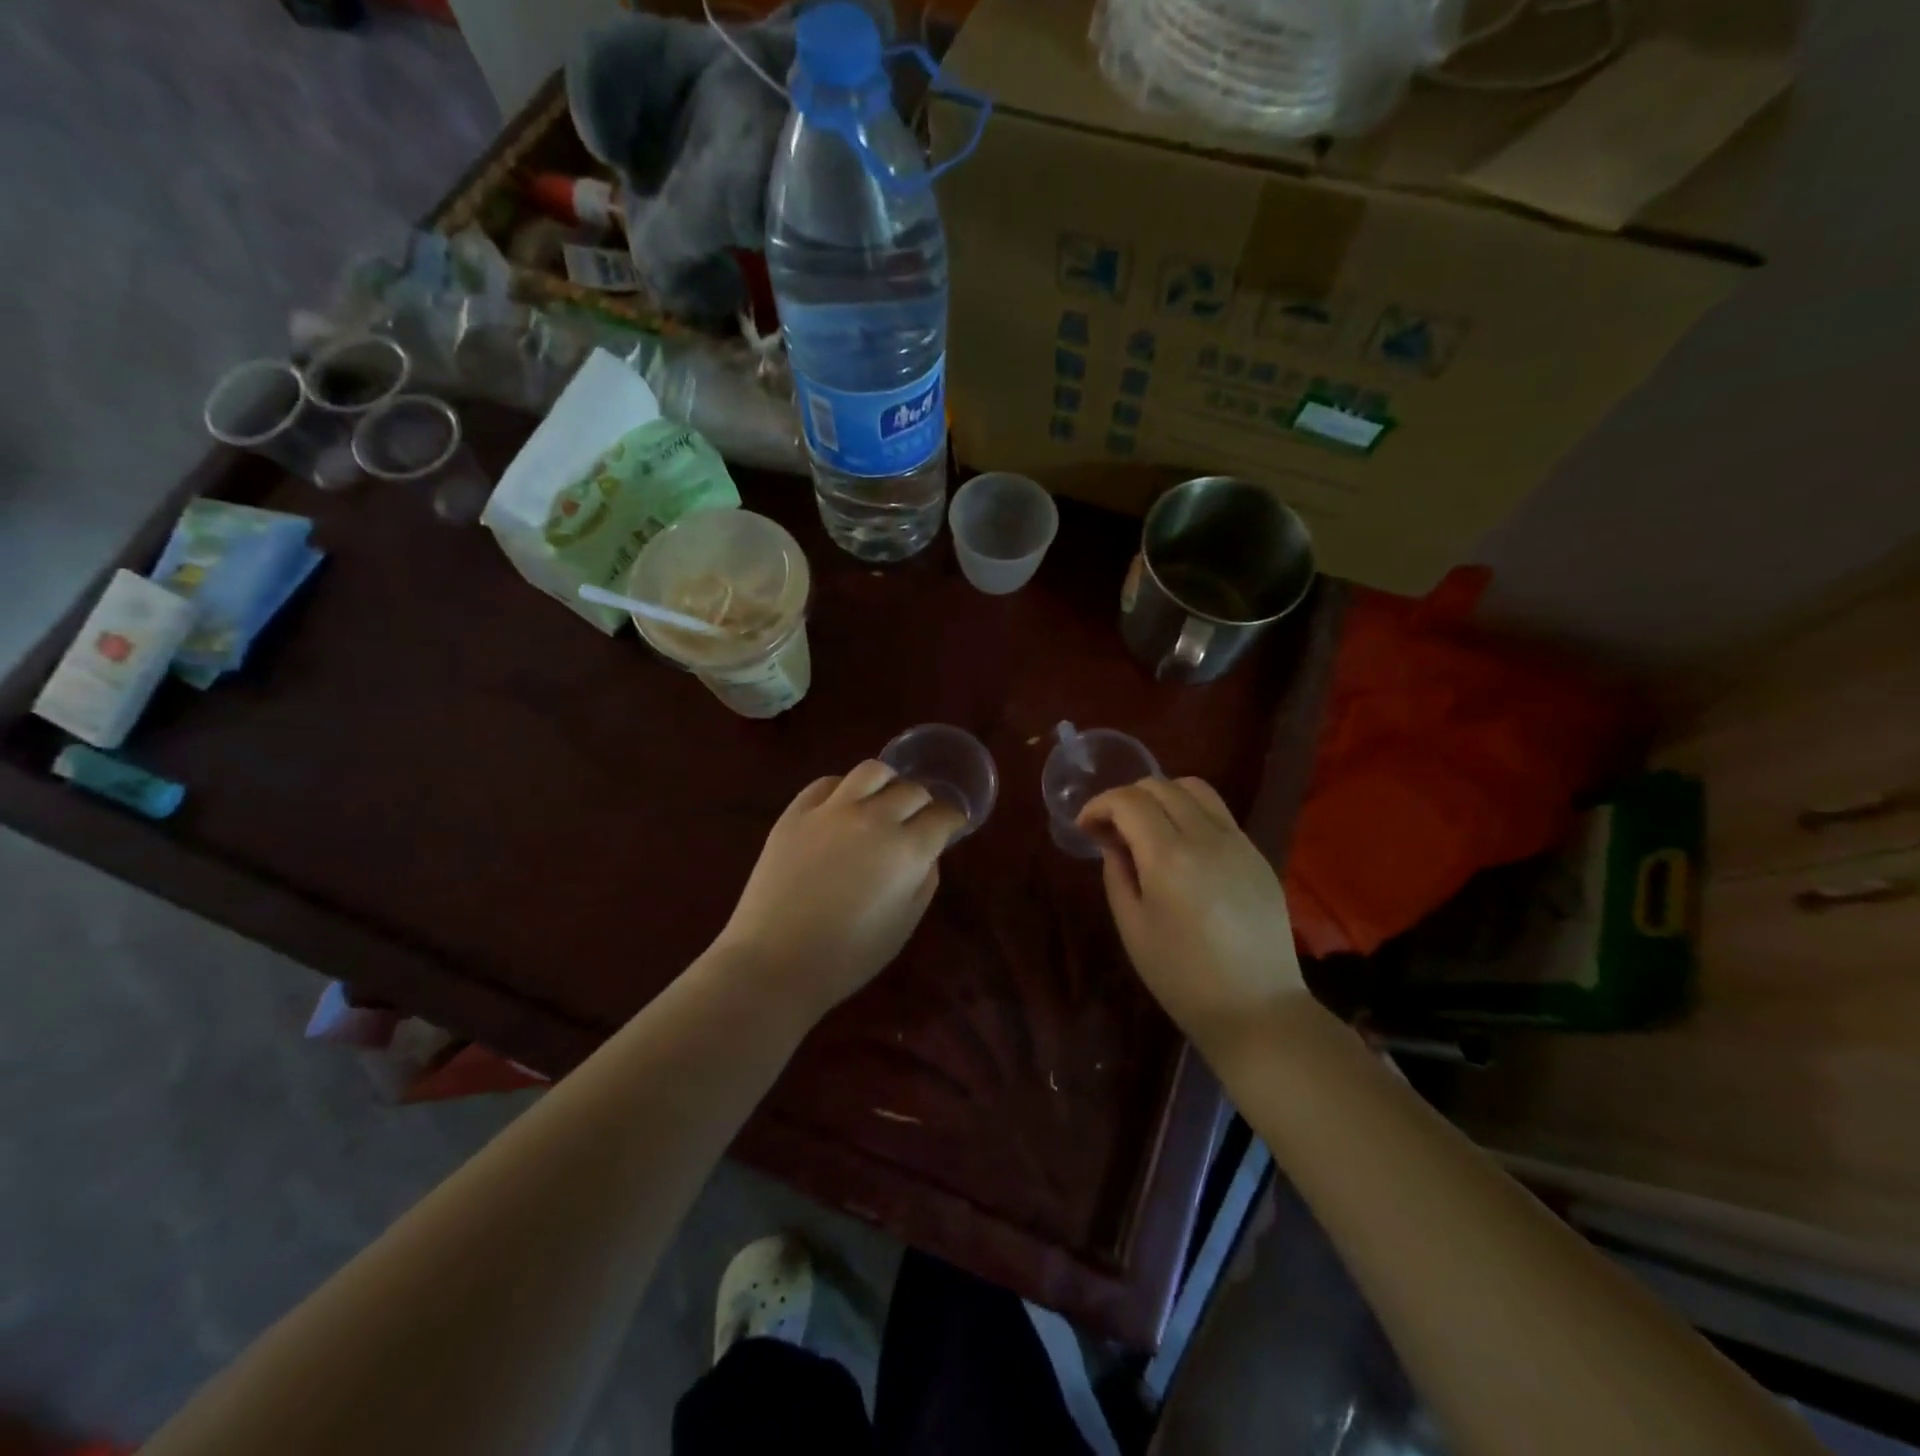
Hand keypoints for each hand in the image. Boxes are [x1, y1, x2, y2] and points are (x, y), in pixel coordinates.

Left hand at [714, 761, 966, 1020]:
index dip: (952, 820)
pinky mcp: (796, 812)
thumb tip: (926, 853)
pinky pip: (827, 783)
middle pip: (911, 790)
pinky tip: (842, 808)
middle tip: (917, 820)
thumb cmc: (847, 956)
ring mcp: (831, 810)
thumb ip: (924, 880)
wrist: (774, 962)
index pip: (942, 815)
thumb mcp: (904, 924)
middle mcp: (873, 818)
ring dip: (887, 783)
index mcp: (906, 850)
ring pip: (871, 771)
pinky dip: (844, 789)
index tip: (950, 827)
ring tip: (882, 801)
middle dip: (922, 803)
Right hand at [1078, 777, 1307, 1051]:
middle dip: (1127, 798)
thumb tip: (1113, 842)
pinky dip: (1191, 813)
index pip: (1128, 801)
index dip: (1099, 805)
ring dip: (1162, 797)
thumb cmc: (1182, 977)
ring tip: (1148, 829)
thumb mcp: (1133, 928)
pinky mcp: (1257, 855)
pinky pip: (1219, 814)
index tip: (1085, 827)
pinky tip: (1182, 848)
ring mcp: (1238, 842)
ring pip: (1195, 789)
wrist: (1257, 1010)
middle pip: (1161, 785)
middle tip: (1112, 830)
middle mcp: (1207, 837)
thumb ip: (1117, 873)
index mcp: (1169, 857)